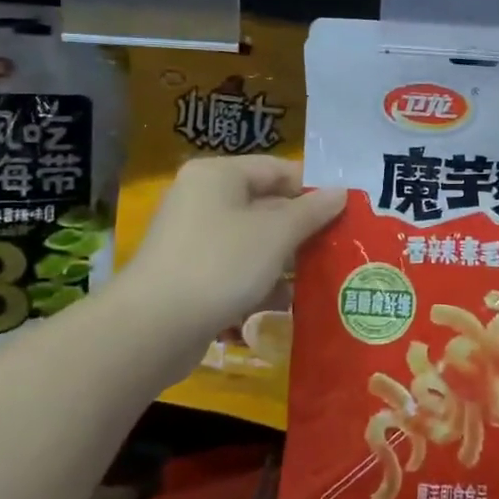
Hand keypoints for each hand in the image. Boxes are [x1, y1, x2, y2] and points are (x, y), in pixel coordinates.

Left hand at [120, 156, 344, 361]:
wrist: (153, 328)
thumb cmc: (221, 264)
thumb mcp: (276, 234)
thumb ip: (312, 211)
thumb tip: (341, 192)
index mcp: (218, 175)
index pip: (277, 169)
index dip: (313, 188)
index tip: (345, 212)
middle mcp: (202, 198)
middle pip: (265, 204)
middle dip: (301, 228)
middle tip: (338, 246)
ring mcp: (193, 238)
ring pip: (252, 239)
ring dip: (284, 258)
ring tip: (319, 277)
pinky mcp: (190, 274)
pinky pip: (235, 267)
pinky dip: (259, 281)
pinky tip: (284, 302)